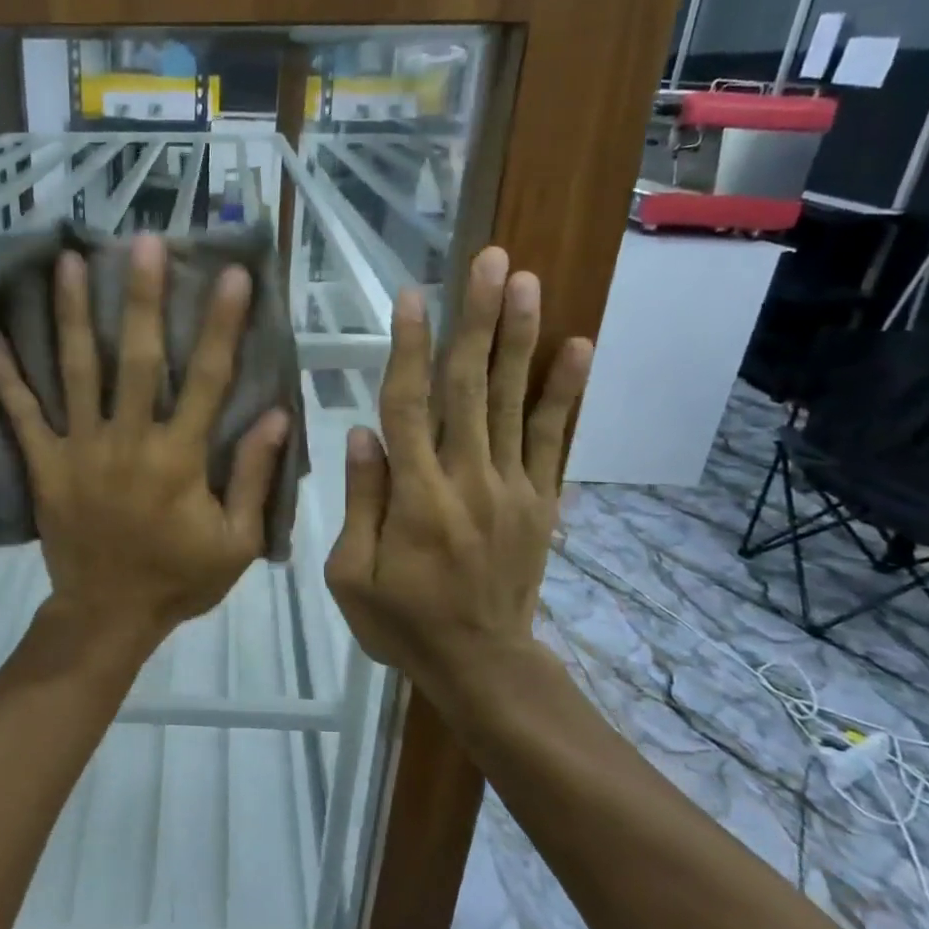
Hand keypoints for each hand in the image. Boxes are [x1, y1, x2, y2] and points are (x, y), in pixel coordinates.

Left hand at [0, 234, 290, 647]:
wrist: (109, 617)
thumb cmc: (178, 579)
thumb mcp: (236, 542)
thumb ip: (254, 478)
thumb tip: (274, 415)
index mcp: (179, 459)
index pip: (207, 380)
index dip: (222, 326)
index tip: (232, 276)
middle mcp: (128, 442)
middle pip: (138, 360)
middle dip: (142, 299)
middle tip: (140, 241)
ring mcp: (79, 451)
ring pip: (76, 373)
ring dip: (72, 316)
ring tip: (66, 262)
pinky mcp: (44, 466)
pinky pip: (21, 416)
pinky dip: (3, 376)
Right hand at [324, 246, 591, 713]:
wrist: (482, 666)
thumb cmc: (402, 622)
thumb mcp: (350, 575)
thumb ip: (360, 501)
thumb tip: (362, 433)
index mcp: (416, 497)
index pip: (408, 406)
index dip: (408, 348)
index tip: (412, 297)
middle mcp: (468, 478)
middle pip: (469, 387)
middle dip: (476, 320)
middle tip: (488, 261)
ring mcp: (512, 487)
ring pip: (514, 401)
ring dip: (519, 338)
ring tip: (526, 282)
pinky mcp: (541, 500)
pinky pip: (554, 439)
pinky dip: (566, 393)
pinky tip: (578, 347)